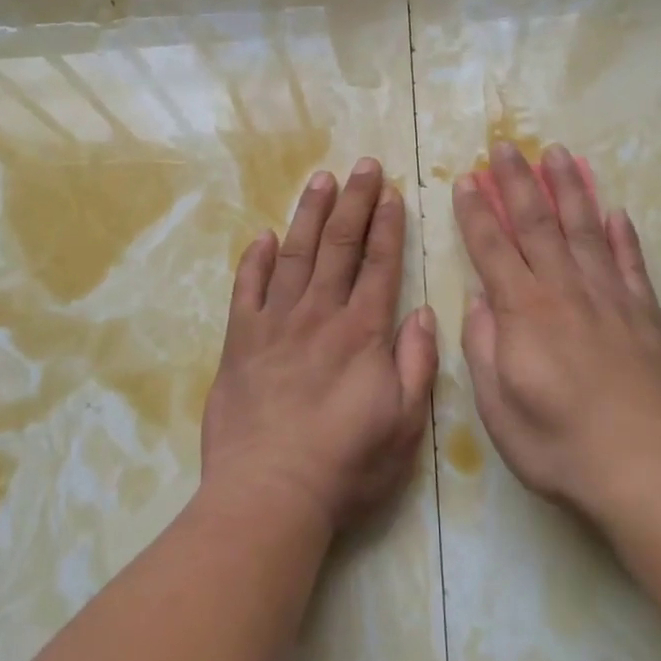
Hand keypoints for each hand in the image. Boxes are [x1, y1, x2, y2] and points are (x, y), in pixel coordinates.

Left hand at [203, 158, 437, 533]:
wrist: (269, 494)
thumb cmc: (346, 464)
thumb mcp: (404, 423)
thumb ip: (416, 363)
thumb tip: (421, 312)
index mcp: (362, 332)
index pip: (380, 264)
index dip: (387, 225)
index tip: (392, 191)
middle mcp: (319, 315)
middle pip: (340, 246)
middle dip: (354, 202)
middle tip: (363, 165)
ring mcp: (275, 324)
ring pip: (295, 254)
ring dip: (310, 215)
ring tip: (321, 180)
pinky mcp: (240, 342)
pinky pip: (247, 290)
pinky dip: (254, 260)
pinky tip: (262, 236)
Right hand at [453, 142, 660, 521]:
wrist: (645, 466)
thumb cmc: (559, 443)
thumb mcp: (497, 407)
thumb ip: (483, 347)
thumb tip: (480, 300)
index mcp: (523, 311)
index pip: (492, 248)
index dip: (476, 212)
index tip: (466, 179)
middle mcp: (564, 290)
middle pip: (537, 223)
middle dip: (517, 181)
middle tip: (506, 145)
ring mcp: (610, 297)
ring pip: (584, 229)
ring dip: (569, 188)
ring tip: (558, 154)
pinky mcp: (646, 313)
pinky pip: (631, 262)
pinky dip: (623, 234)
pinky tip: (615, 211)